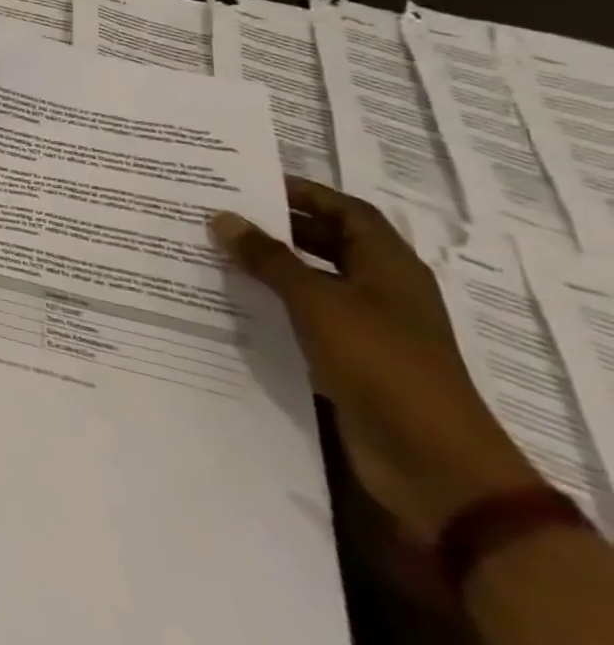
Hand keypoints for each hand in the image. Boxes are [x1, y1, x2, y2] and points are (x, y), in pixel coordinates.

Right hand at [211, 178, 541, 540]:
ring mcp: (367, 327)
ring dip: (269, 267)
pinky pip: (304, 317)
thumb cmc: (381, 362)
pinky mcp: (349, 358)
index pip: (345, 211)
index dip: (303, 193)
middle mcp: (381, 290)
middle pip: (328, 243)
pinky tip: (231, 300)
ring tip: (213, 252)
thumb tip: (222, 217)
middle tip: (218, 214)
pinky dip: (272, 303)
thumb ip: (268, 258)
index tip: (248, 183)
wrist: (431, 461)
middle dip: (277, 227)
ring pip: (311, 281)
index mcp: (388, 266)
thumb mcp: (318, 302)